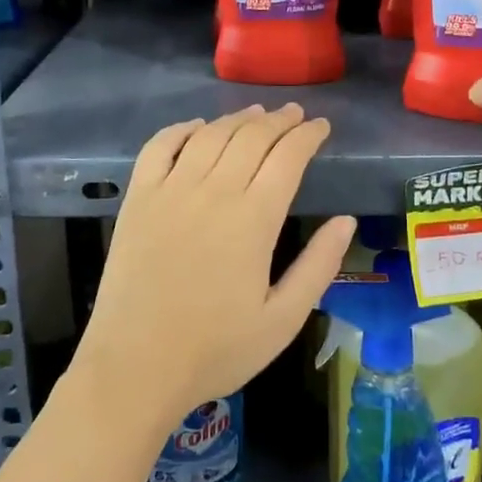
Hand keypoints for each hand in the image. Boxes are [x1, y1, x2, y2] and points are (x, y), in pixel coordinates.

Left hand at [78, 104, 354, 432]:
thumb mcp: (283, 320)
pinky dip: (181, 129)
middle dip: (279, 121)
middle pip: (252, 137)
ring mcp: (171, 191)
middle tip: (295, 115)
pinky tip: (196, 127)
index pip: (288, 158)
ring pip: (210, 135)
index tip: (321, 127)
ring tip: (256, 114)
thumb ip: (318, 266)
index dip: (307, 136)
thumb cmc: (215, 349)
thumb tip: (347, 220)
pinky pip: (159, 147)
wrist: (135, 368)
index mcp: (253, 220)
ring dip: (237, 119)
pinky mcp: (138, 199)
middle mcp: (213, 192)